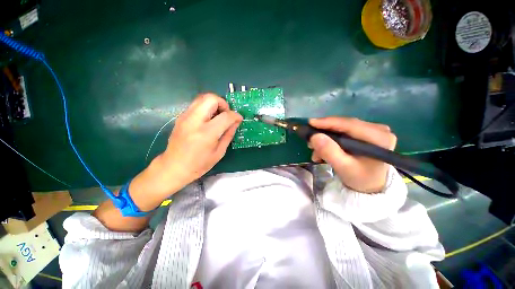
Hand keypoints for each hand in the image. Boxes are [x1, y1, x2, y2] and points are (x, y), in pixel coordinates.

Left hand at [128, 93, 241, 210]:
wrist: (174, 167)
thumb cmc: (199, 164)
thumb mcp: (219, 152)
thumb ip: (229, 134)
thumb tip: (236, 122)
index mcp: (206, 133)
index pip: (225, 116)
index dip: (235, 115)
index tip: (239, 119)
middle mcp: (194, 121)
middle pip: (211, 98)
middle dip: (223, 103)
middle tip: (226, 115)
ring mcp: (185, 117)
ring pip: (202, 98)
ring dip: (214, 104)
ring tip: (218, 116)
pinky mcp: (181, 117)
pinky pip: (196, 104)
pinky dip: (206, 107)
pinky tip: (209, 120)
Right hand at [308, 117, 396, 192]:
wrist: (370, 185)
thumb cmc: (359, 178)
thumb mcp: (343, 167)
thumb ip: (329, 152)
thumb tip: (315, 136)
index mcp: (379, 138)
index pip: (349, 124)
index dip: (328, 122)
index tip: (310, 123)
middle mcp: (379, 129)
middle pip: (344, 125)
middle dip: (324, 132)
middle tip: (309, 141)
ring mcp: (372, 129)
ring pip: (341, 128)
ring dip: (326, 138)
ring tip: (315, 151)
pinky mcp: (365, 132)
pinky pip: (343, 131)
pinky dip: (331, 139)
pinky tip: (323, 150)